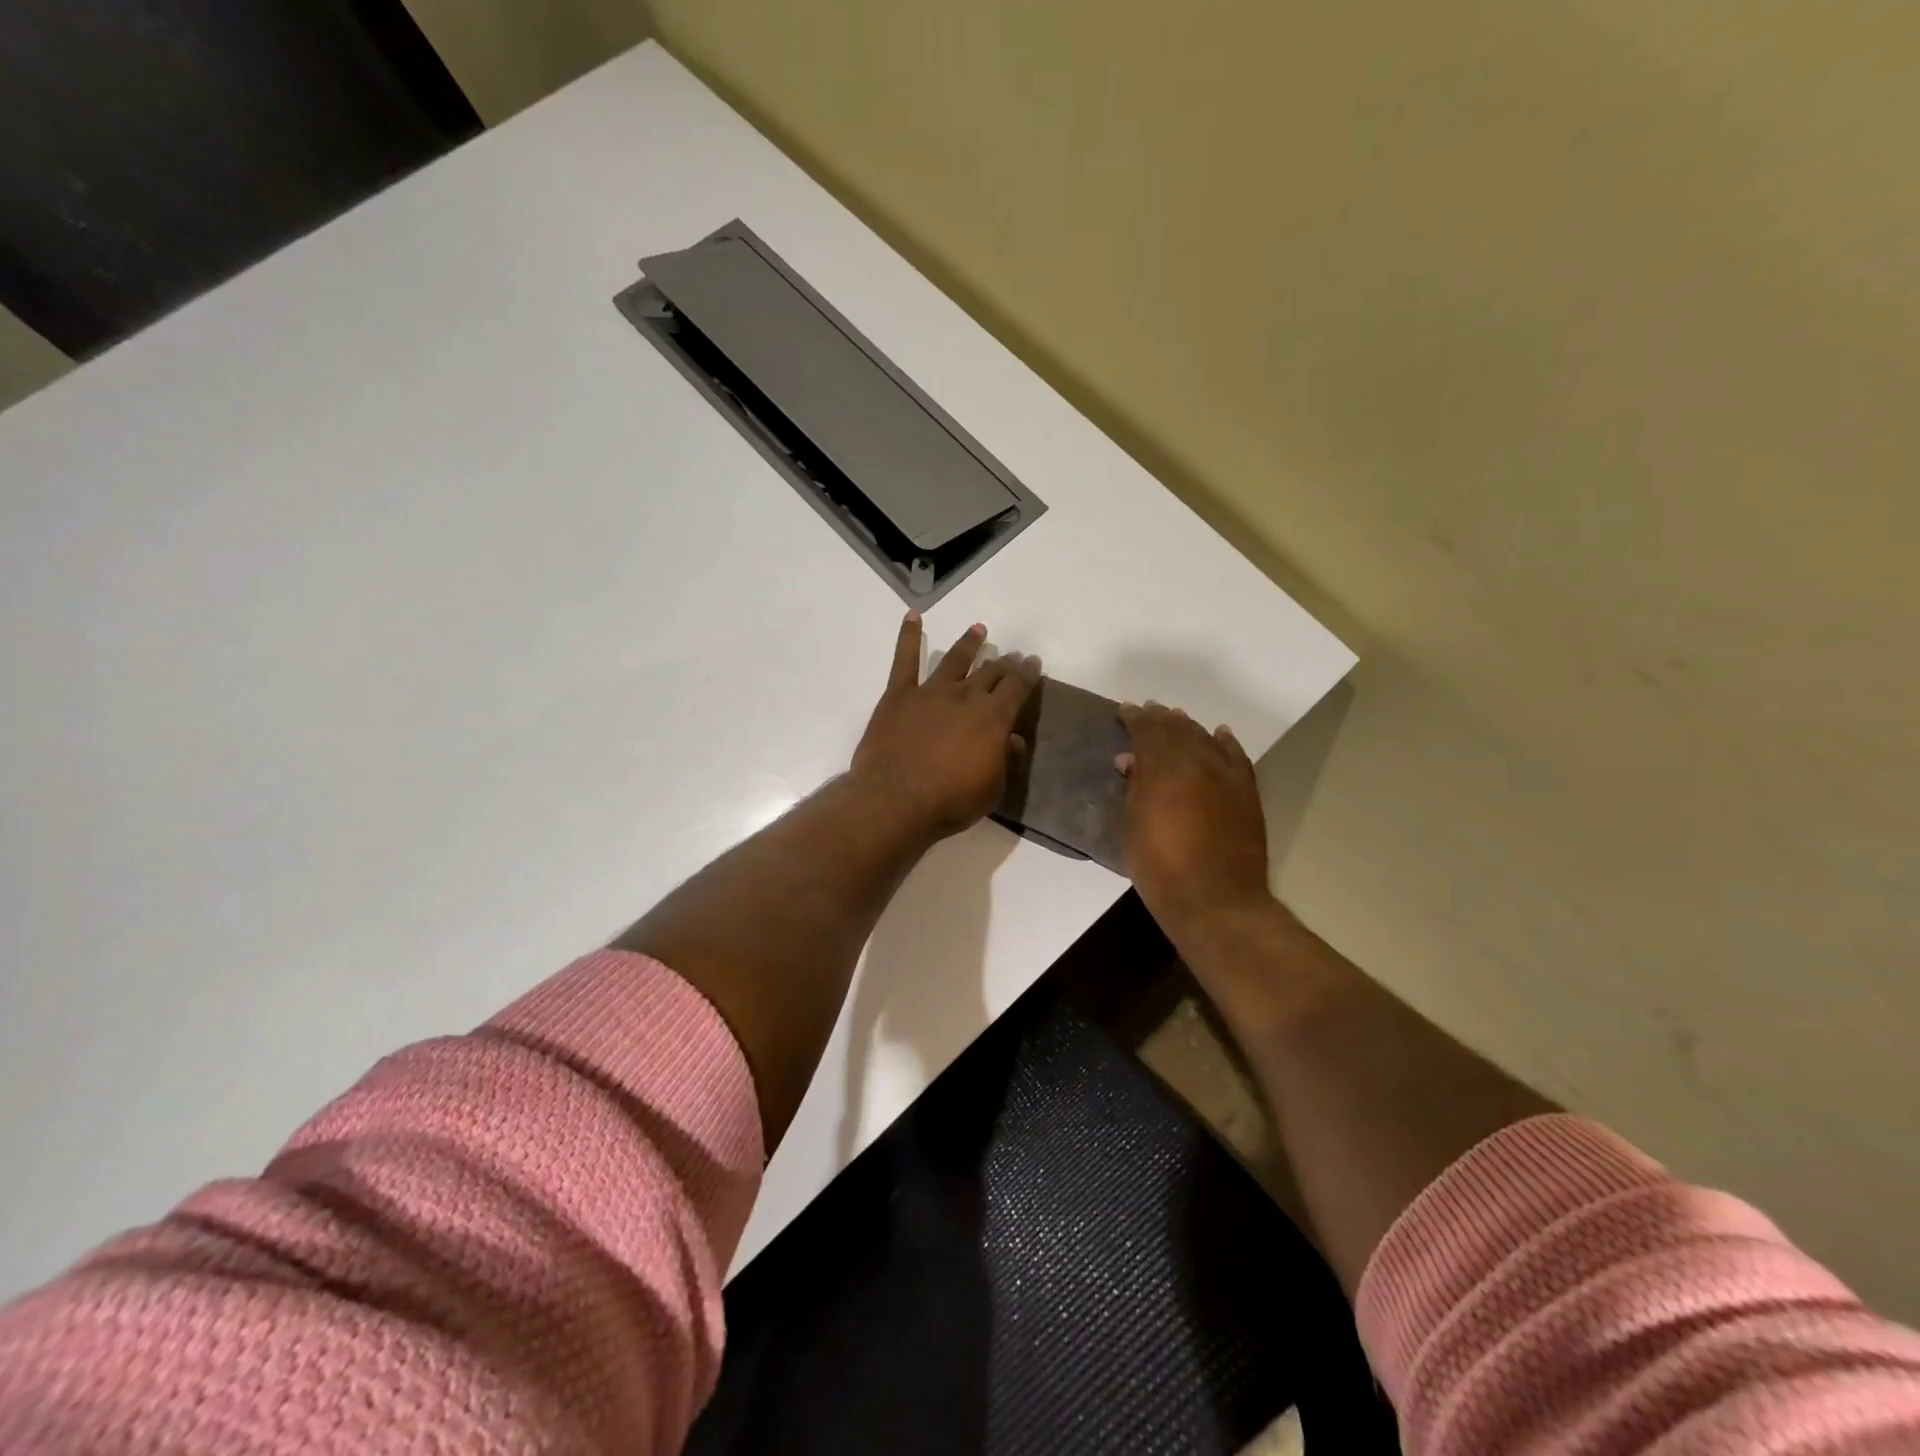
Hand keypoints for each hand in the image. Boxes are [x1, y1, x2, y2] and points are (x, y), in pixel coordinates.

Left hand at [850, 612, 1040, 843]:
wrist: (895, 801)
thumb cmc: (950, 802)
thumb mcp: (992, 789)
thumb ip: (1004, 760)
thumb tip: (1013, 740)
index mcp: (993, 718)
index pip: (1017, 687)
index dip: (1028, 673)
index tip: (1033, 662)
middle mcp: (966, 696)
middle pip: (989, 672)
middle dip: (1003, 663)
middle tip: (1010, 657)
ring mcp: (930, 692)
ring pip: (954, 659)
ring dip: (968, 643)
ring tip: (978, 630)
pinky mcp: (899, 695)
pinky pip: (905, 660)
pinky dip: (909, 636)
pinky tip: (913, 616)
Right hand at [1116, 702, 1273, 942]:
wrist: (1216, 901)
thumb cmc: (1161, 869)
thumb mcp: (1132, 828)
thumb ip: (1133, 789)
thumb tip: (1130, 761)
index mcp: (1163, 770)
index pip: (1147, 731)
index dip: (1134, 718)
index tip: (1124, 710)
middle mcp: (1197, 763)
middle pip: (1177, 729)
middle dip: (1160, 717)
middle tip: (1148, 710)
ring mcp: (1226, 776)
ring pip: (1205, 737)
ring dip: (1188, 726)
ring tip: (1176, 718)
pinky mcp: (1247, 792)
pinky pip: (1236, 757)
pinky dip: (1225, 742)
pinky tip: (1220, 733)